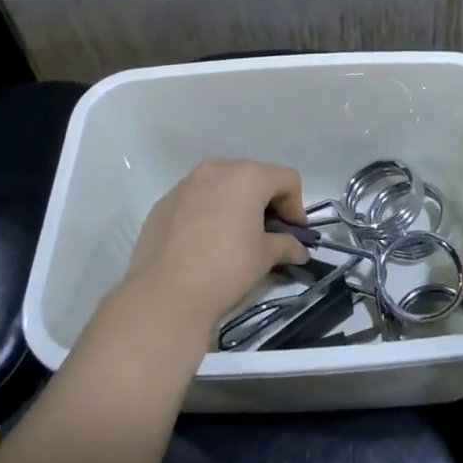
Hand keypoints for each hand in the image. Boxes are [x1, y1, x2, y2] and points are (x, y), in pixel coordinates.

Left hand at [118, 158, 309, 339]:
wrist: (166, 293)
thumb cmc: (226, 268)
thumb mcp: (264, 257)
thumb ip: (285, 245)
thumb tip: (298, 250)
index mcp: (247, 176)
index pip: (286, 179)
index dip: (296, 206)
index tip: (293, 234)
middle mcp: (217, 169)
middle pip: (253, 176)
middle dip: (265, 202)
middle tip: (267, 234)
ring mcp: (186, 183)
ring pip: (221, 185)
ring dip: (235, 204)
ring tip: (234, 236)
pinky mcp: (164, 202)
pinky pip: (196, 199)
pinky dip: (208, 212)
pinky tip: (204, 242)